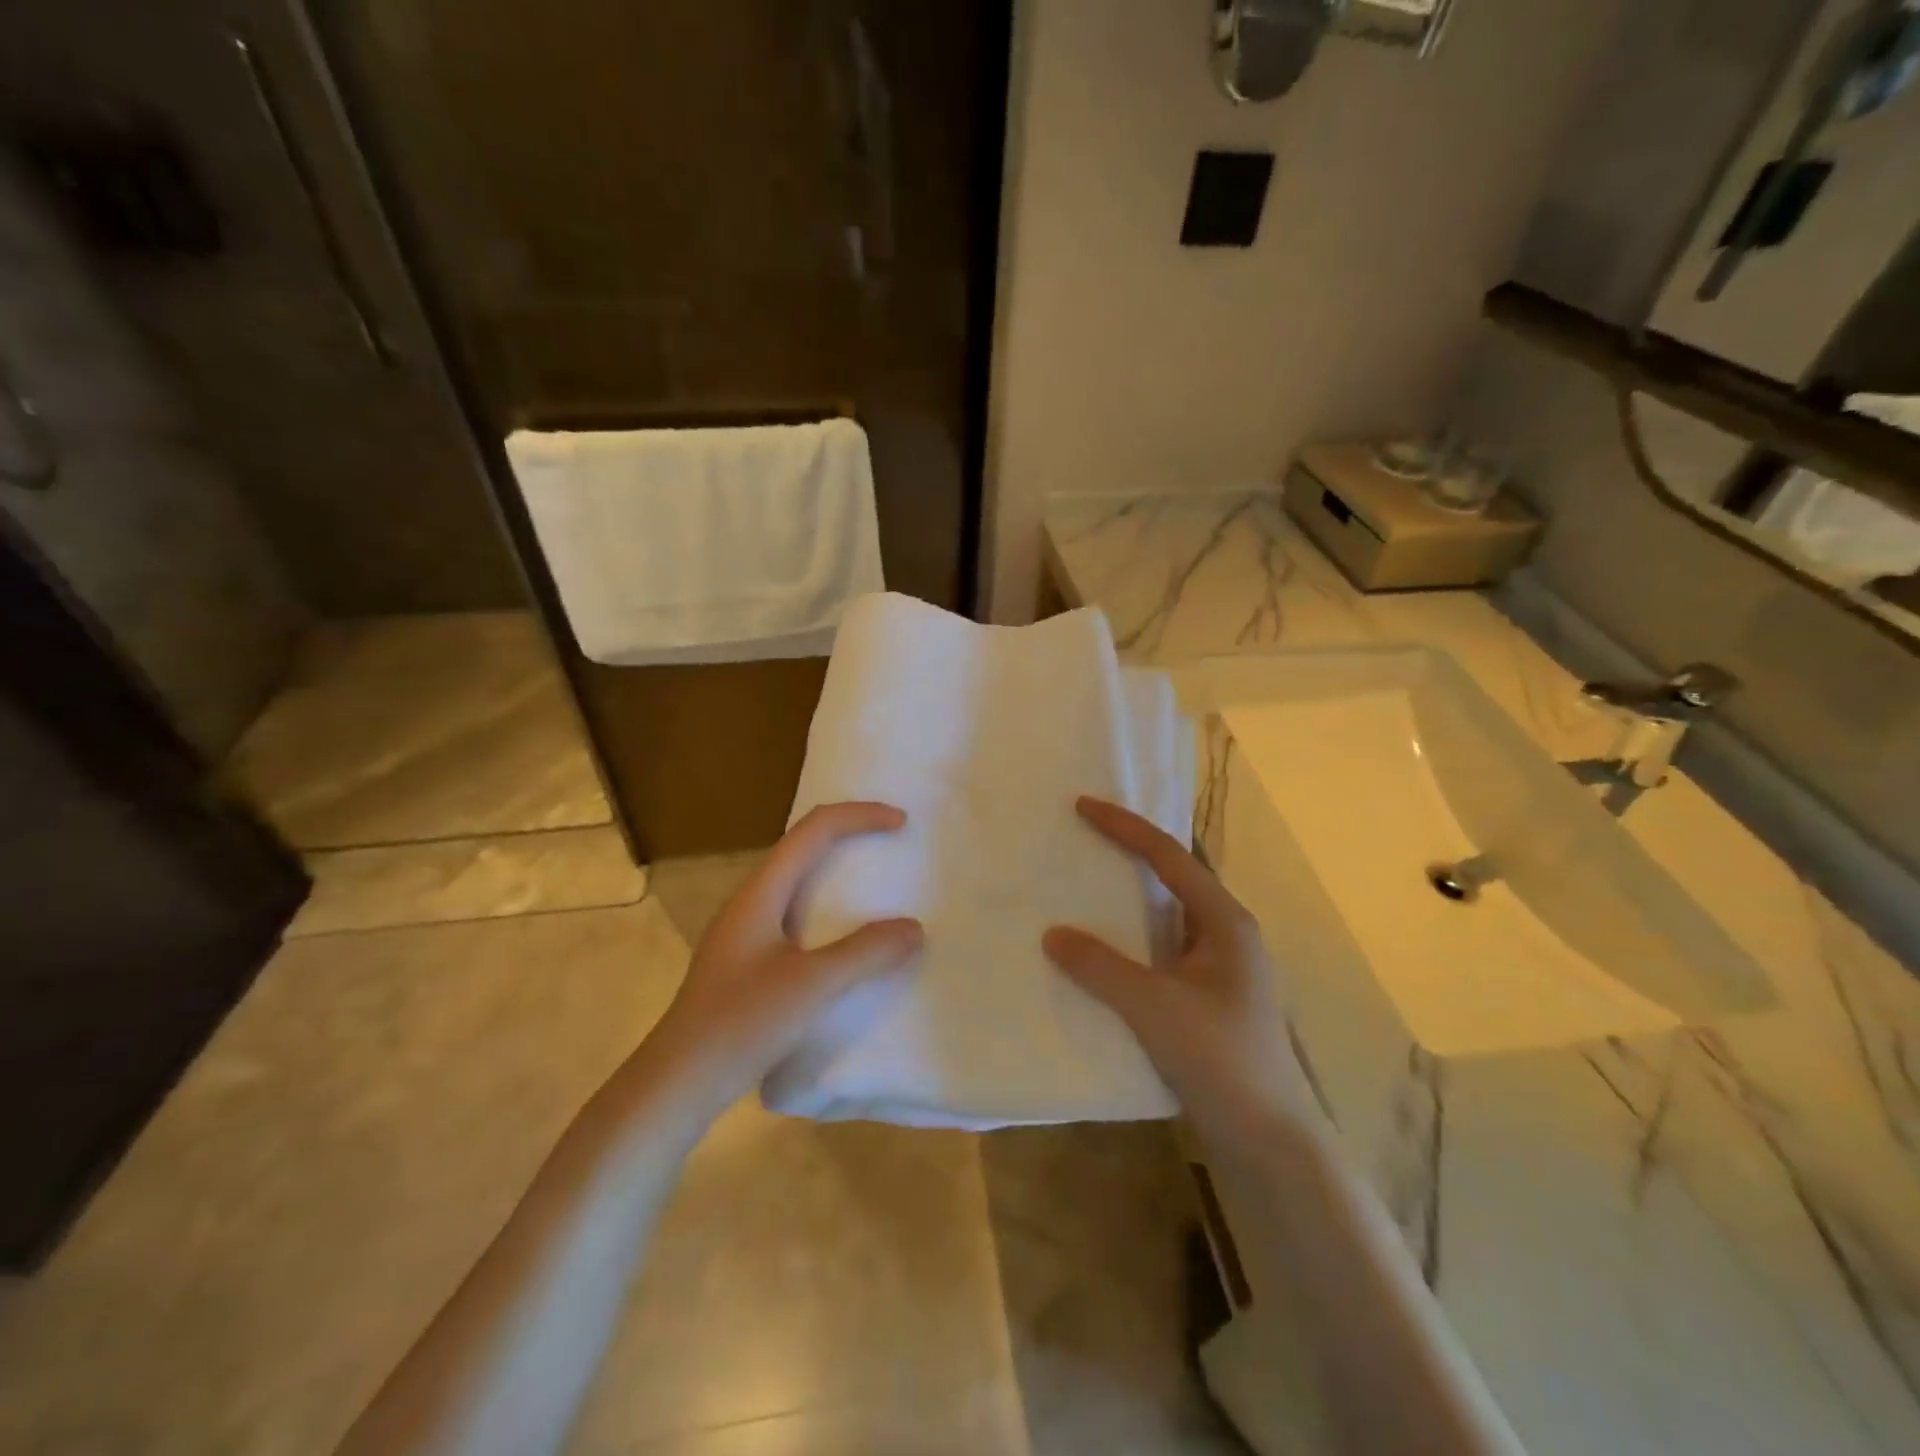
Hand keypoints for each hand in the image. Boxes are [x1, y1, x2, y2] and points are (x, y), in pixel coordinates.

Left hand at [646, 802, 922, 1109]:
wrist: (676, 1084)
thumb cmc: (741, 1024)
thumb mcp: (812, 986)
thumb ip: (865, 953)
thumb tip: (913, 928)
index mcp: (761, 892)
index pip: (814, 830)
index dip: (859, 816)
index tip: (901, 823)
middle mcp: (751, 901)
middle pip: (804, 846)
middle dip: (850, 836)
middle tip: (892, 845)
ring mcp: (745, 932)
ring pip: (798, 882)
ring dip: (838, 873)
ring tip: (876, 887)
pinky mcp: (747, 961)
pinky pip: (795, 914)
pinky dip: (829, 910)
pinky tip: (844, 941)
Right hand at [1043, 796, 1316, 1133]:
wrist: (1270, 1142)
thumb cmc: (1221, 1059)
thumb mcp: (1154, 1007)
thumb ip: (1100, 966)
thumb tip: (1052, 934)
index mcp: (1225, 921)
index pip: (1170, 856)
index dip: (1125, 827)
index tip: (1083, 806)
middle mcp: (1226, 935)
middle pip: (1173, 878)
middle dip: (1129, 854)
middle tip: (1083, 837)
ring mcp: (1220, 968)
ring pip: (1166, 917)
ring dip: (1128, 900)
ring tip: (1084, 886)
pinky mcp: (1208, 998)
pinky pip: (1162, 951)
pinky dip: (1131, 940)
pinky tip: (1102, 951)